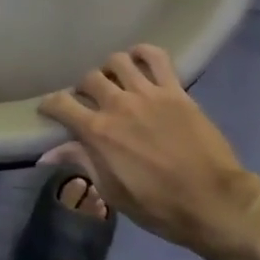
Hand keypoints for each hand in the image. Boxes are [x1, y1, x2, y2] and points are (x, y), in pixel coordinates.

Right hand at [39, 46, 259, 259]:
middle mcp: (119, 105)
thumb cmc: (159, 206)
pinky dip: (144, 53)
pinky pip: (156, 57)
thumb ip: (82, 163)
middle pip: (89, 78)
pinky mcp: (175, 90)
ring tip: (116, 81)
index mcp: (99, 132)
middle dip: (83, 88)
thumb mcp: (113, 192)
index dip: (50, 104)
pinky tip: (139, 60)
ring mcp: (148, 93)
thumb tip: (47, 154)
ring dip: (111, 69)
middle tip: (90, 101)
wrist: (213, 201)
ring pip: (118, 61)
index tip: (49, 109)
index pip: (62, 104)